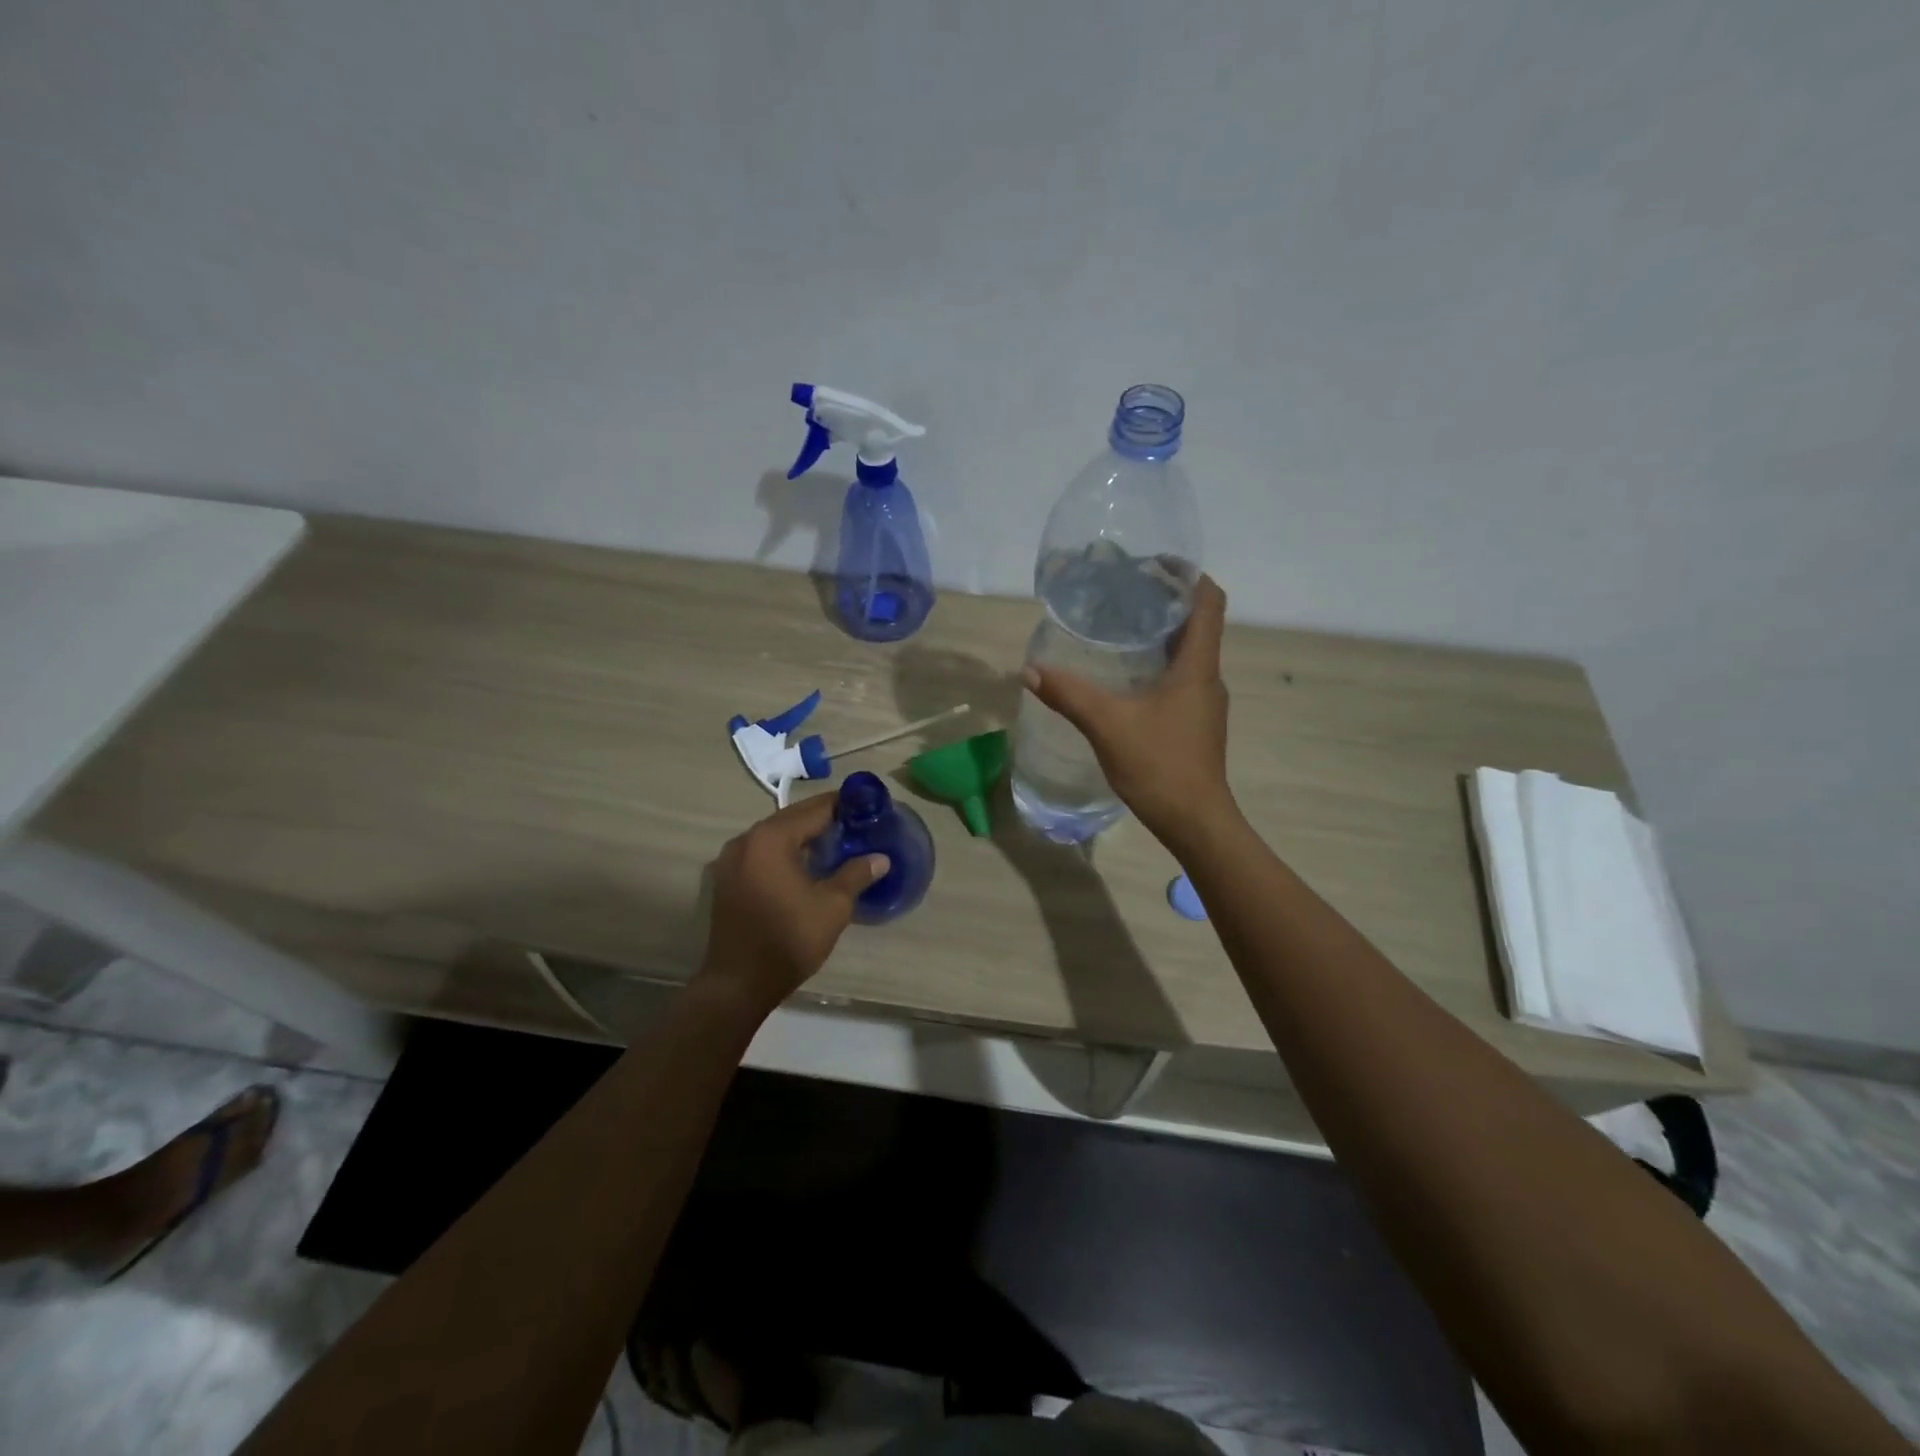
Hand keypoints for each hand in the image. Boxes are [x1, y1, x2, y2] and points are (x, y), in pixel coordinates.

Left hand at [695, 794, 888, 1016]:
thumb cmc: (789, 939)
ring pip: (775, 836)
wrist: (739, 984)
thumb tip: (881, 858)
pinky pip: (762, 853)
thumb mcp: (833, 906)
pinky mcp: (726, 879)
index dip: (844, 806)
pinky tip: (806, 867)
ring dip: (803, 837)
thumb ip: (856, 874)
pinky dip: (784, 853)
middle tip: (857, 827)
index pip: (814, 809)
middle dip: (824, 820)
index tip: (868, 809)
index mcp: (771, 838)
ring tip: (836, 846)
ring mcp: (731, 860)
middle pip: (792, 818)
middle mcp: (746, 840)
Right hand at [1022, 574, 1234, 847]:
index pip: (1209, 602)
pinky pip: (1182, 678)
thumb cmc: (1160, 765)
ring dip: (1163, 634)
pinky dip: (1160, 664)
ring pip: (1190, 653)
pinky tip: (1127, 677)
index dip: (1188, 575)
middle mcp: (1208, 678)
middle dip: (1167, 602)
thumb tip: (1031, 670)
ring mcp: (1205, 703)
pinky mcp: (1197, 723)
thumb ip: (1070, 695)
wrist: (1195, 821)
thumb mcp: (1108, 725)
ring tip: (1122, 627)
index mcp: (1197, 666)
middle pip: (1199, 623)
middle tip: (1125, 592)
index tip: (1155, 563)